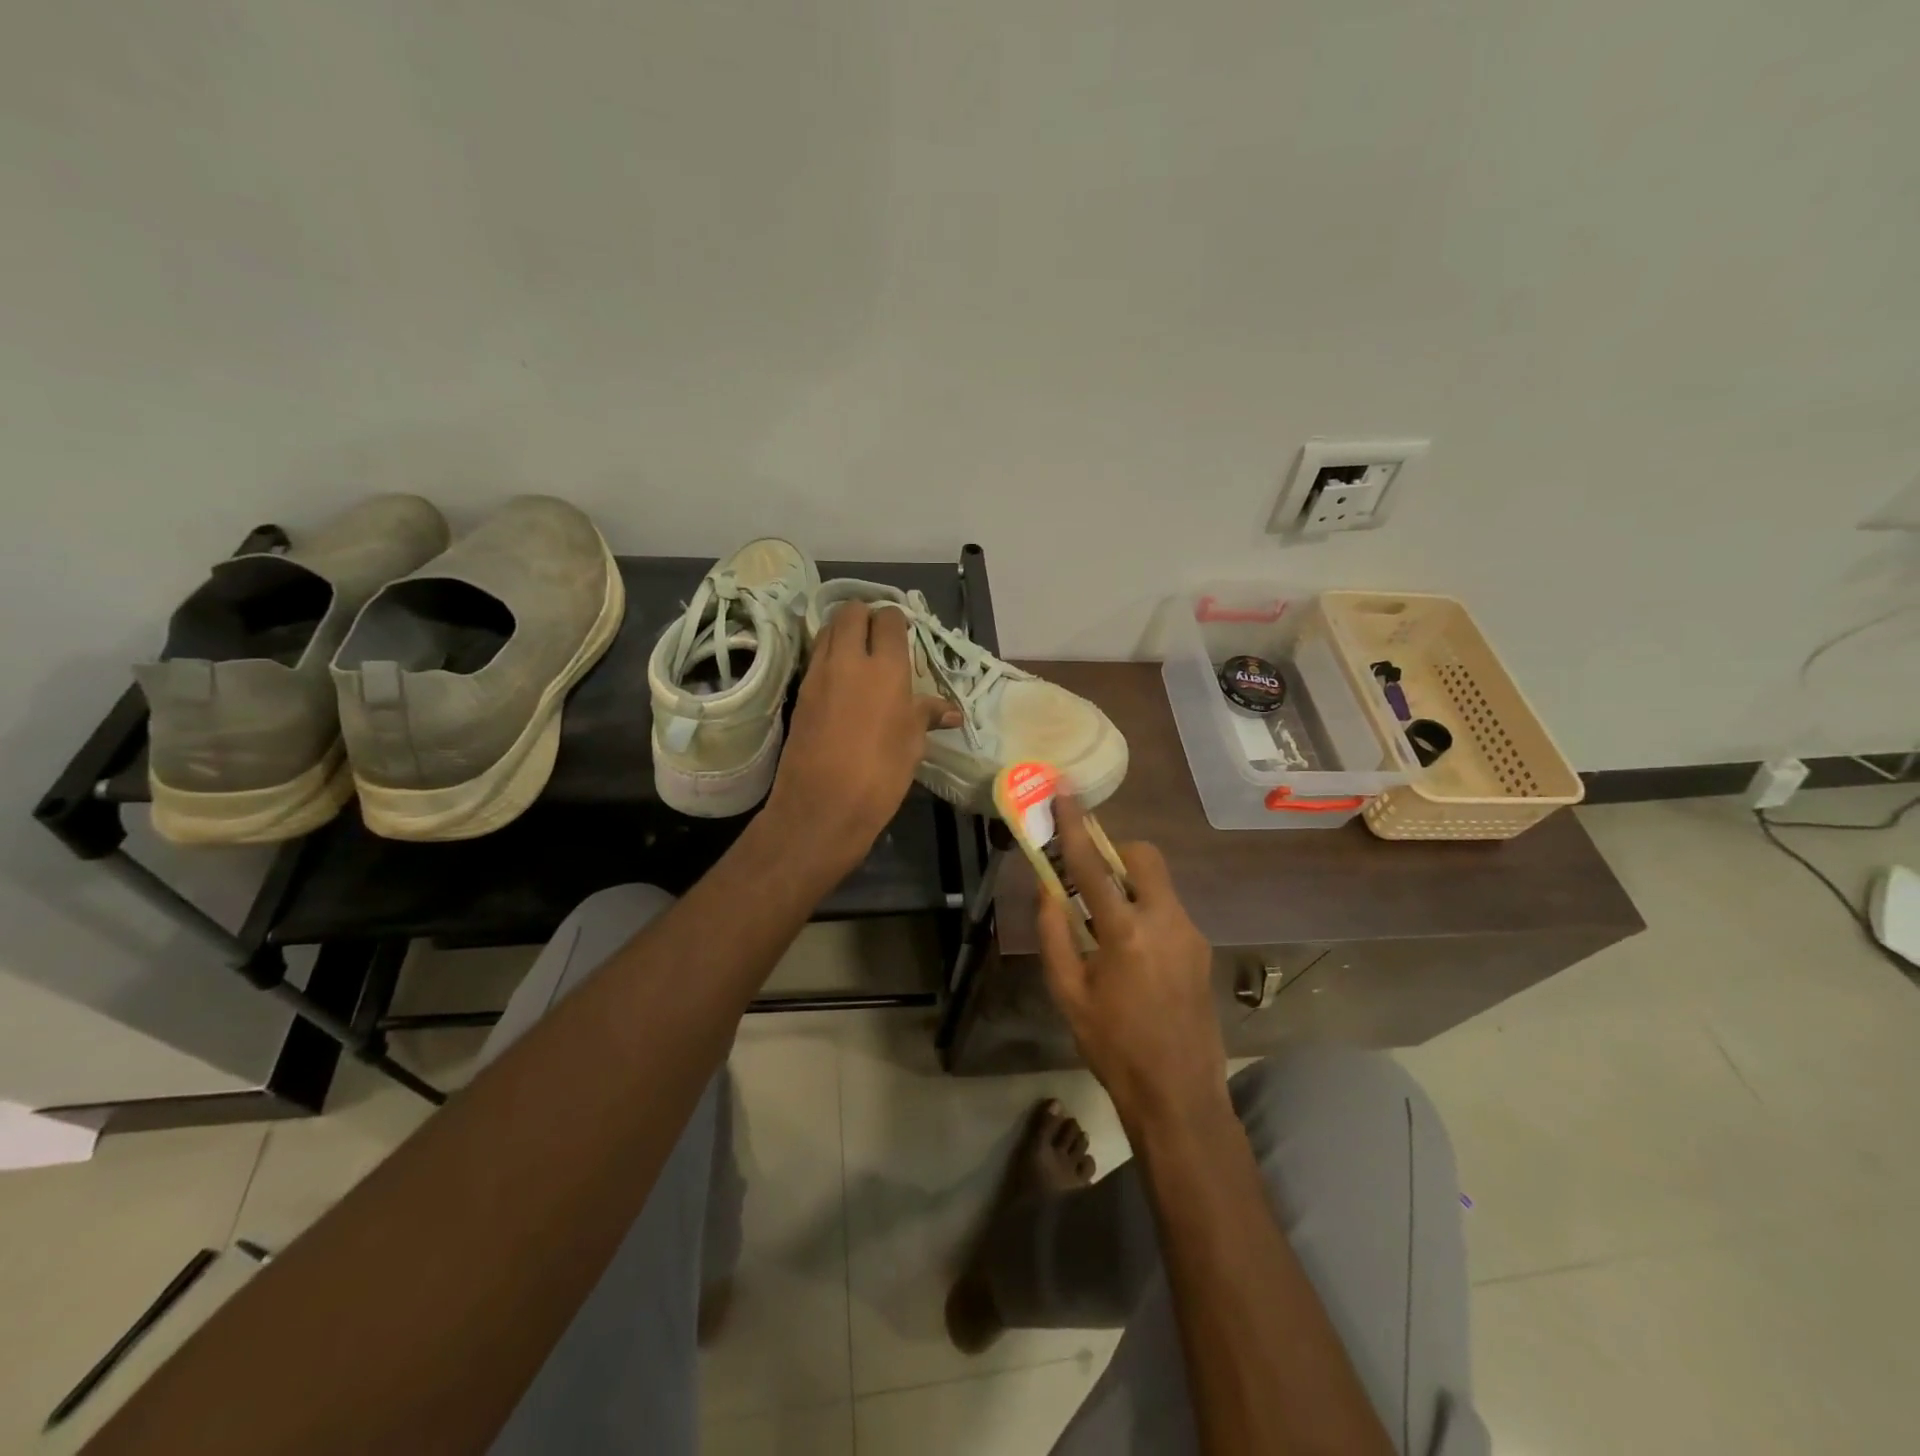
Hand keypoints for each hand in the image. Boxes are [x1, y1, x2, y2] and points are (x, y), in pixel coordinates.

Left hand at [763, 601, 959, 870]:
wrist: (822, 806)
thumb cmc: (880, 774)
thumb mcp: (912, 744)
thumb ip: (927, 715)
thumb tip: (952, 711)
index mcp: (885, 668)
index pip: (888, 619)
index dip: (896, 621)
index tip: (903, 635)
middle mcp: (848, 660)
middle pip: (850, 612)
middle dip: (865, 616)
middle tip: (879, 638)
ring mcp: (818, 674)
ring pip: (827, 630)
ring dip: (842, 632)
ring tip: (858, 655)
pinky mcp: (800, 693)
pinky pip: (815, 657)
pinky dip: (828, 656)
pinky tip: (841, 681)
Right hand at [1036, 796, 1226, 1132]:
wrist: (1179, 1094)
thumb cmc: (1113, 1046)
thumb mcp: (1068, 993)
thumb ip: (1053, 934)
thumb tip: (1046, 888)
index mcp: (1125, 932)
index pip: (1093, 865)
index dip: (1075, 825)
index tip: (1064, 792)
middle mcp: (1165, 921)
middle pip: (1144, 857)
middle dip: (1115, 852)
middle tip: (1089, 876)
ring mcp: (1191, 933)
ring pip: (1158, 883)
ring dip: (1129, 885)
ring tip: (1104, 924)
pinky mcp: (1201, 948)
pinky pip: (1168, 909)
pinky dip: (1144, 910)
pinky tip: (1131, 952)